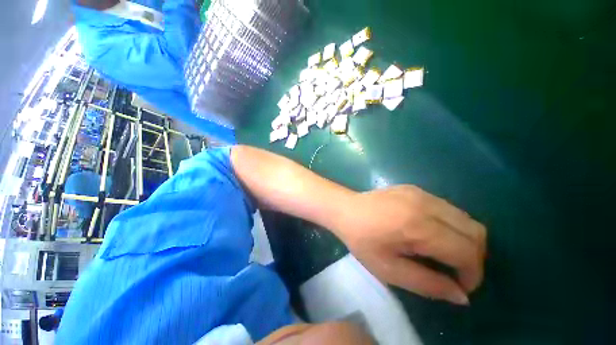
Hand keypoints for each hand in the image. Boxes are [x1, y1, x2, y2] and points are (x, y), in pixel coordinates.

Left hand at [334, 185, 486, 304]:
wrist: (345, 209)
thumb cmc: (361, 240)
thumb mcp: (389, 270)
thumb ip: (428, 284)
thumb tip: (462, 296)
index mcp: (419, 226)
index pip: (467, 251)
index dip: (472, 274)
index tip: (461, 287)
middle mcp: (426, 204)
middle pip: (475, 231)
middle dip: (474, 257)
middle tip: (456, 272)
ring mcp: (421, 193)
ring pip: (464, 218)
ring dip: (464, 240)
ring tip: (445, 254)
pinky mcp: (415, 189)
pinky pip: (447, 208)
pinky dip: (450, 225)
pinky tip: (430, 233)